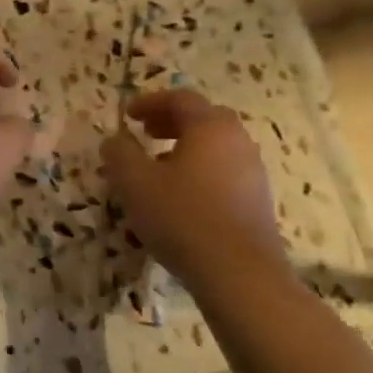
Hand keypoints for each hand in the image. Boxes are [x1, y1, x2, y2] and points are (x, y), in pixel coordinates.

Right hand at [102, 89, 286, 286]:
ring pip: (215, 148)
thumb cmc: (182, 216)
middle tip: (145, 134)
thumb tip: (115, 140)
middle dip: (171, 122)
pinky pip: (223, 173)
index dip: (150, 102)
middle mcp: (238, 143)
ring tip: (156, 170)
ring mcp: (253, 174)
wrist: (239, 274)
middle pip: (204, 119)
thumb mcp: (134, 181)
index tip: (127, 116)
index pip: (181, 98)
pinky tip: (178, 199)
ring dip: (184, 149)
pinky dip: (199, 173)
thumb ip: (119, 153)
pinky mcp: (256, 202)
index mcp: (210, 128)